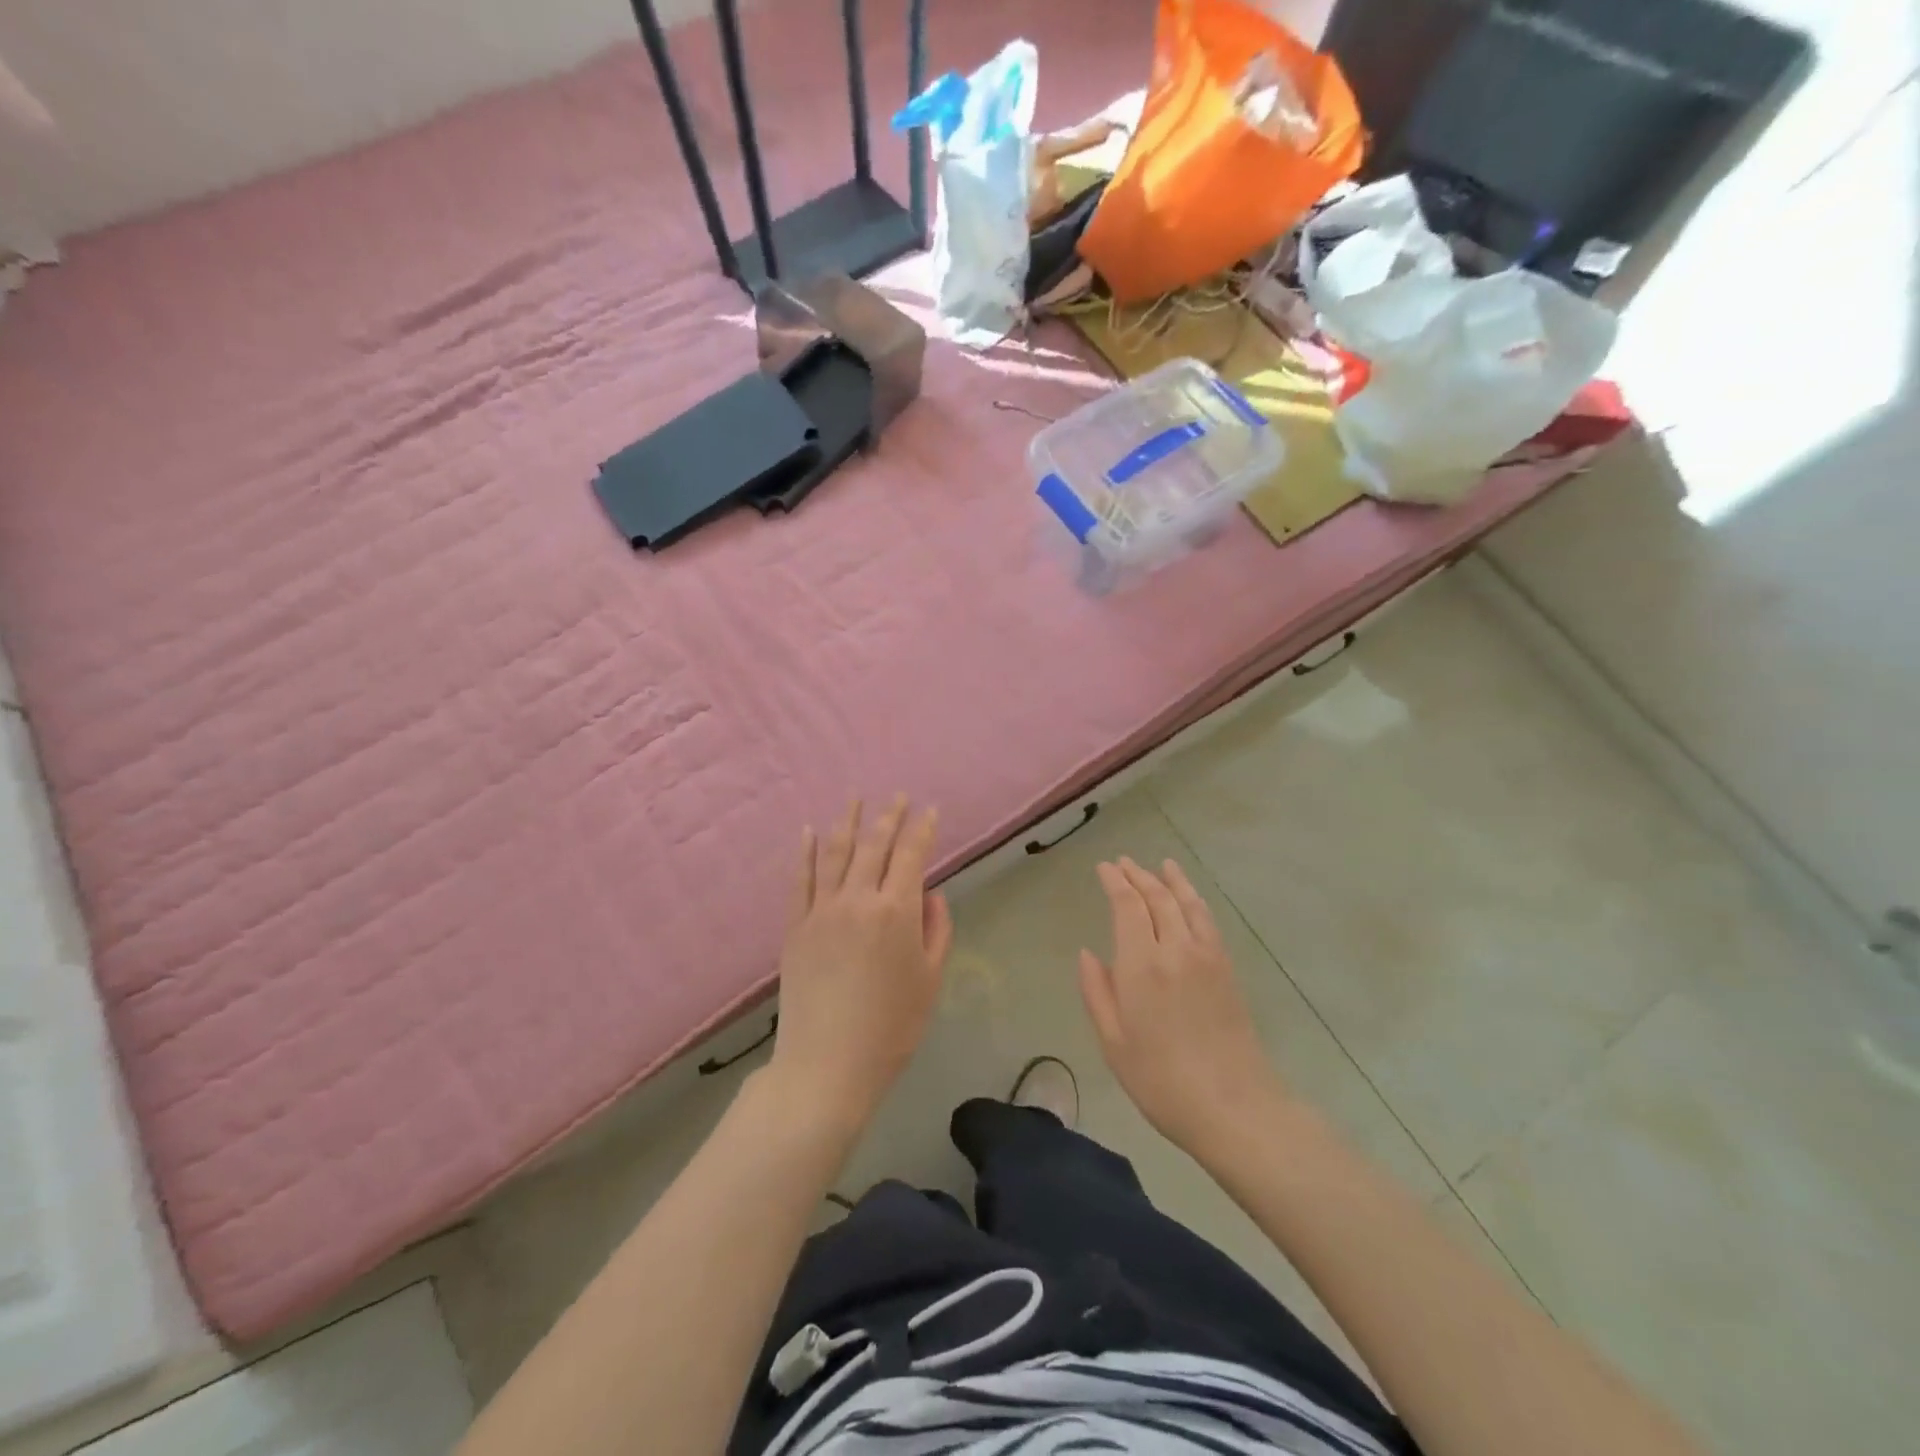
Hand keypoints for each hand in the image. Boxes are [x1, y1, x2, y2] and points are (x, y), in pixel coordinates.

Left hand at [769, 796, 953, 1123]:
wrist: (827, 1065)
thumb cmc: (891, 1027)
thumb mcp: (929, 980)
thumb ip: (936, 930)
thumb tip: (930, 894)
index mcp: (897, 911)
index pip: (912, 855)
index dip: (922, 829)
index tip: (929, 810)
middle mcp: (858, 899)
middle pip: (874, 845)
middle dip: (889, 816)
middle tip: (898, 795)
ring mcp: (821, 910)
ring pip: (834, 852)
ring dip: (847, 821)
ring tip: (856, 799)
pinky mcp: (795, 926)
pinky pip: (800, 879)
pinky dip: (804, 852)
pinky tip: (808, 831)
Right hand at [1078, 858, 1287, 1151]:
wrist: (1234, 1107)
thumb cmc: (1161, 1080)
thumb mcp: (1114, 1042)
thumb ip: (1097, 992)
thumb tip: (1088, 953)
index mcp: (1141, 965)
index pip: (1127, 905)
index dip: (1115, 882)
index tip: (1104, 868)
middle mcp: (1175, 948)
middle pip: (1157, 897)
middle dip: (1138, 875)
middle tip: (1123, 862)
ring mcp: (1206, 956)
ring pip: (1186, 903)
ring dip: (1170, 880)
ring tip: (1160, 865)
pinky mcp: (1227, 969)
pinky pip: (1207, 921)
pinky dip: (1195, 900)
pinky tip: (1189, 898)